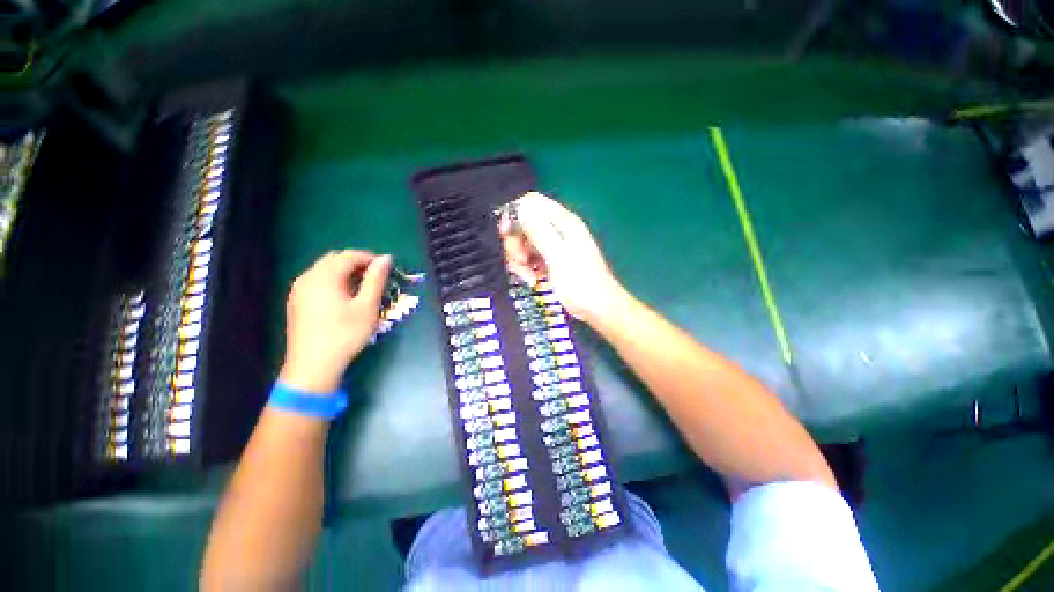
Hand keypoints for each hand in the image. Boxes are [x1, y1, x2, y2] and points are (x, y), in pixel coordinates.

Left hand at [278, 250, 391, 393]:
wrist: (312, 367)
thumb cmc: (345, 334)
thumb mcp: (367, 306)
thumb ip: (376, 279)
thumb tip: (386, 258)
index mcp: (324, 277)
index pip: (349, 256)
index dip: (370, 258)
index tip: (387, 268)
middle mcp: (307, 278)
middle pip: (334, 259)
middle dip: (357, 263)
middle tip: (376, 277)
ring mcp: (298, 290)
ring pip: (324, 270)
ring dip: (345, 272)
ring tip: (363, 287)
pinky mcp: (296, 302)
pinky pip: (316, 281)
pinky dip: (333, 281)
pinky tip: (344, 297)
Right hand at [501, 192, 626, 324]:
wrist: (598, 308)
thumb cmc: (580, 284)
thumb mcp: (557, 257)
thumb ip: (539, 231)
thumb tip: (519, 208)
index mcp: (563, 222)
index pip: (531, 202)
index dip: (514, 214)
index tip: (506, 236)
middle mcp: (558, 229)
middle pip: (524, 223)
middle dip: (516, 243)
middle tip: (521, 263)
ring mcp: (555, 245)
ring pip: (525, 242)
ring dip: (520, 259)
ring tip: (529, 278)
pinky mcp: (552, 260)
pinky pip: (531, 256)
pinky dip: (527, 268)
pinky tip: (533, 280)